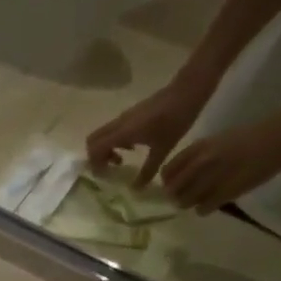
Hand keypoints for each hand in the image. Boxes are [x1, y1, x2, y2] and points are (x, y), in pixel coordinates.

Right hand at [85, 69, 219, 183]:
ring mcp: (123, 117)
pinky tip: (133, 148)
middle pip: (92, 141)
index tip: (107, 175)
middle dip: (96, 157)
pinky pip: (112, 130)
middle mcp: (118, 124)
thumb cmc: (176, 119)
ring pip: (101, 135)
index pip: (95, 149)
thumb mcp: (163, 148)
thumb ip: (148, 170)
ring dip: (105, 149)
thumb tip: (136, 189)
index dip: (95, 164)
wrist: (188, 91)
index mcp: (123, 133)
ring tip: (121, 160)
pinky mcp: (130, 114)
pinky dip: (114, 142)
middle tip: (110, 168)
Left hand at [159, 116, 280, 213]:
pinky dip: (204, 209)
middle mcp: (201, 163)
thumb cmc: (250, 137)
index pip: (167, 172)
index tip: (174, 185)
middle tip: (186, 196)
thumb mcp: (216, 141)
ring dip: (190, 203)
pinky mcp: (227, 192)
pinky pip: (203, 209)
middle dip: (176, 196)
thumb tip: (181, 177)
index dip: (168, 182)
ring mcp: (213, 178)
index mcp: (198, 148)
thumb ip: (197, 157)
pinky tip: (213, 203)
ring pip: (185, 202)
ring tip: (201, 199)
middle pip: (173, 190)